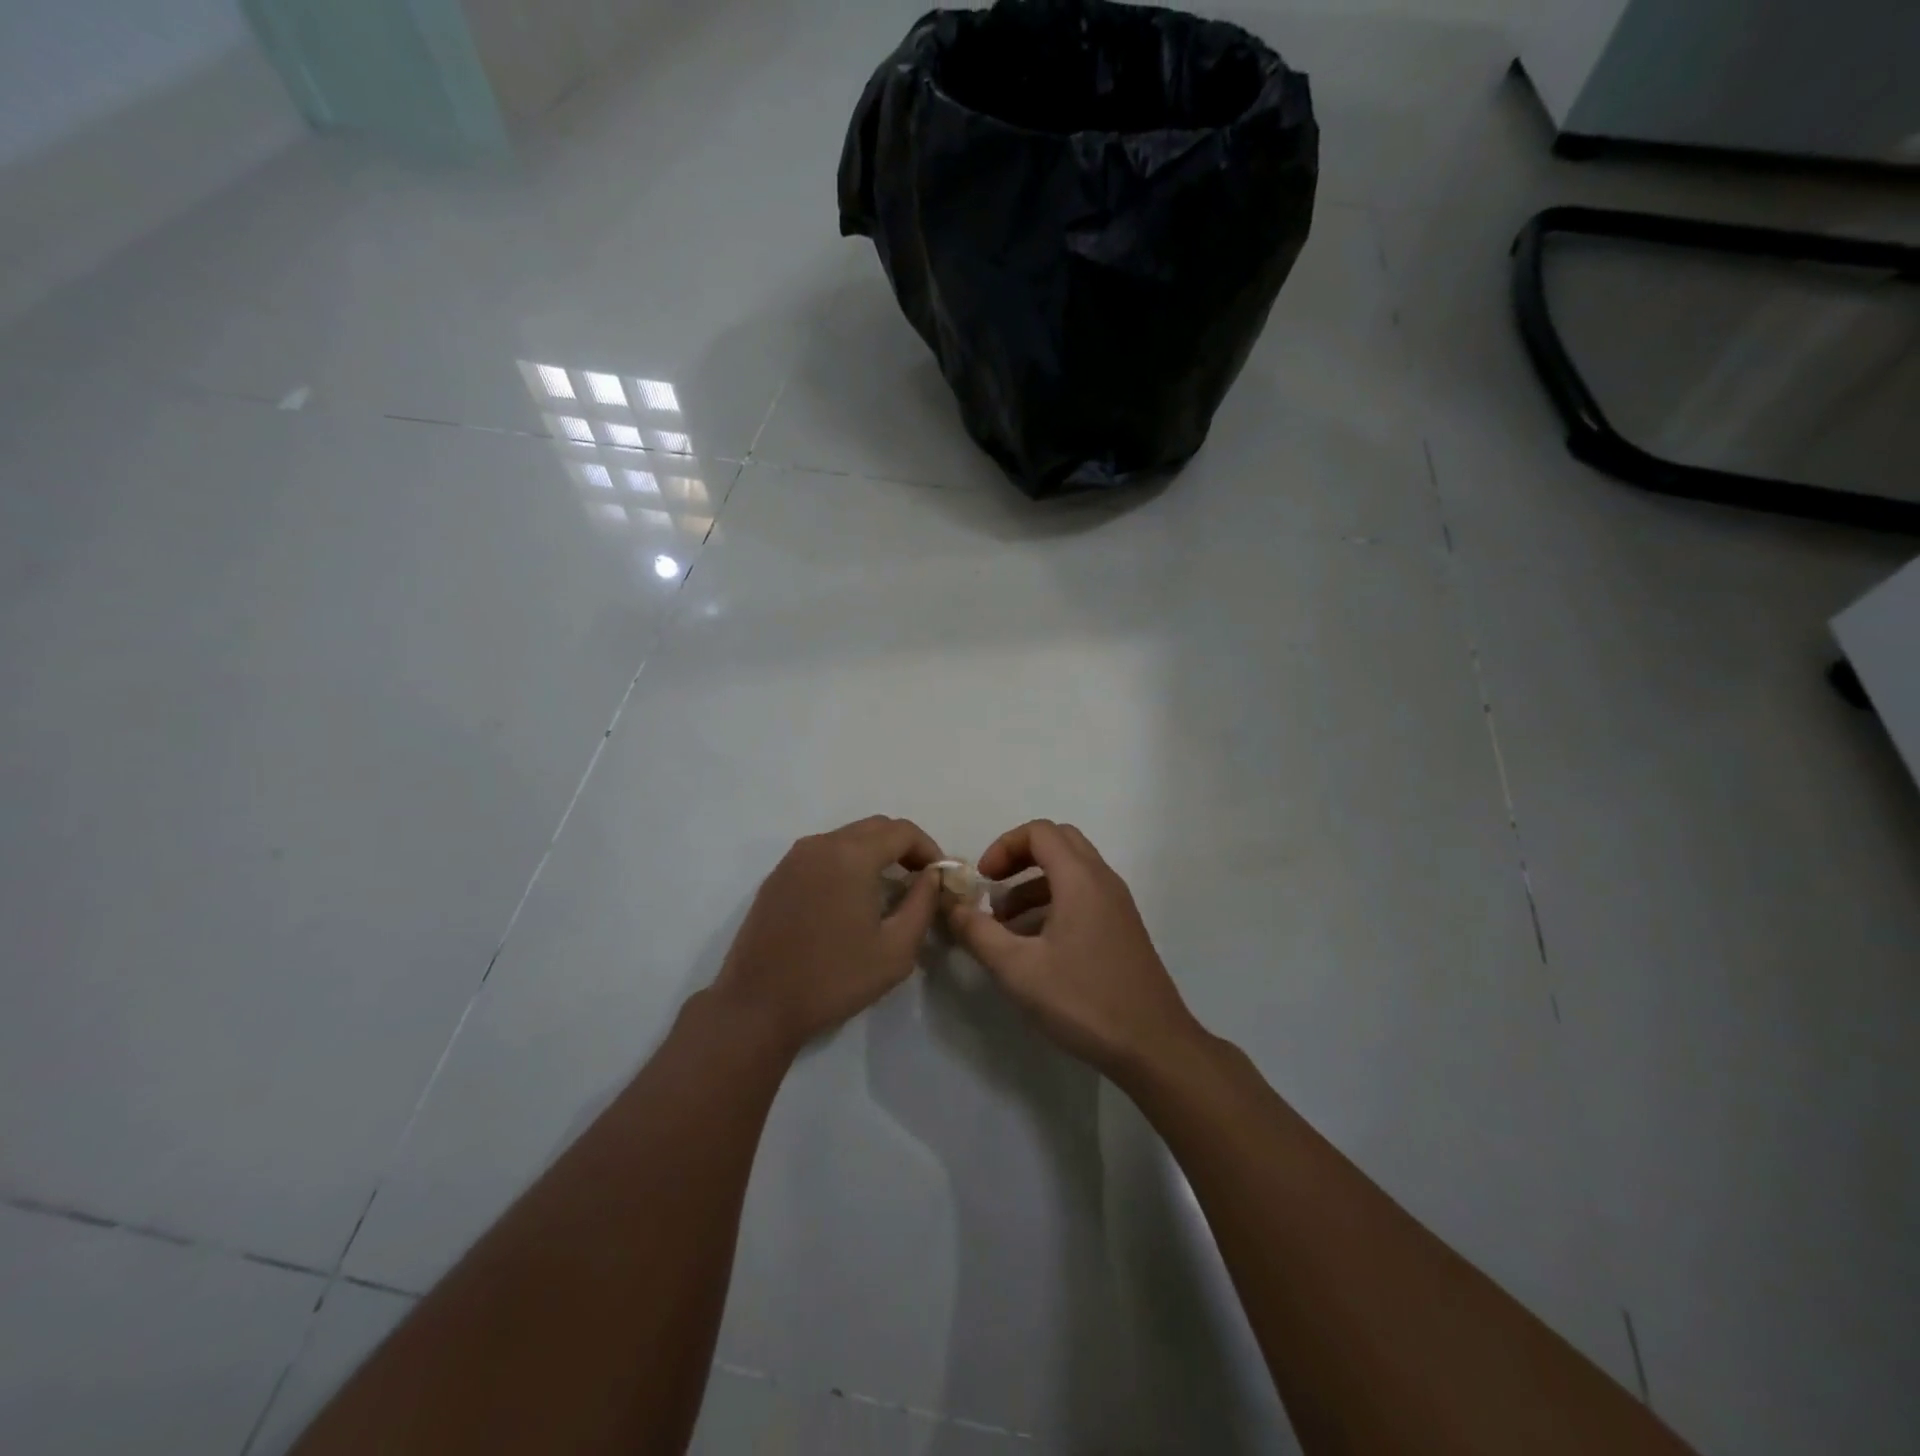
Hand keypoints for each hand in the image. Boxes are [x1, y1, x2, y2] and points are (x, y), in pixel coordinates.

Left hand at [711, 816, 942, 1053]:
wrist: (758, 1005)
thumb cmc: (834, 978)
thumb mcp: (896, 949)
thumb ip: (923, 904)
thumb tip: (932, 877)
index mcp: (852, 855)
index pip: (903, 831)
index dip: (929, 849)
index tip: (940, 878)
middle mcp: (821, 844)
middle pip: (875, 828)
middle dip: (903, 848)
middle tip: (919, 881)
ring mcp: (794, 858)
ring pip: (847, 838)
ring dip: (874, 854)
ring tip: (887, 890)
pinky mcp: (777, 876)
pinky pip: (823, 854)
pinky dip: (846, 863)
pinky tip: (850, 899)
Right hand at [947, 820, 1204, 1081]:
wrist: (1154, 1046)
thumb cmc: (1083, 1001)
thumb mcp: (1018, 969)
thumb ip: (978, 933)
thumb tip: (949, 906)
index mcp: (1080, 879)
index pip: (1039, 831)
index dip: (1003, 846)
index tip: (982, 880)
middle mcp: (1103, 880)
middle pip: (1058, 842)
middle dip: (1019, 858)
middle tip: (993, 889)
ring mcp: (1117, 904)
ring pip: (1071, 871)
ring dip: (1034, 884)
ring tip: (1005, 925)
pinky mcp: (1122, 928)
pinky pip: (1084, 895)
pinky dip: (1054, 902)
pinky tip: (1035, 945)